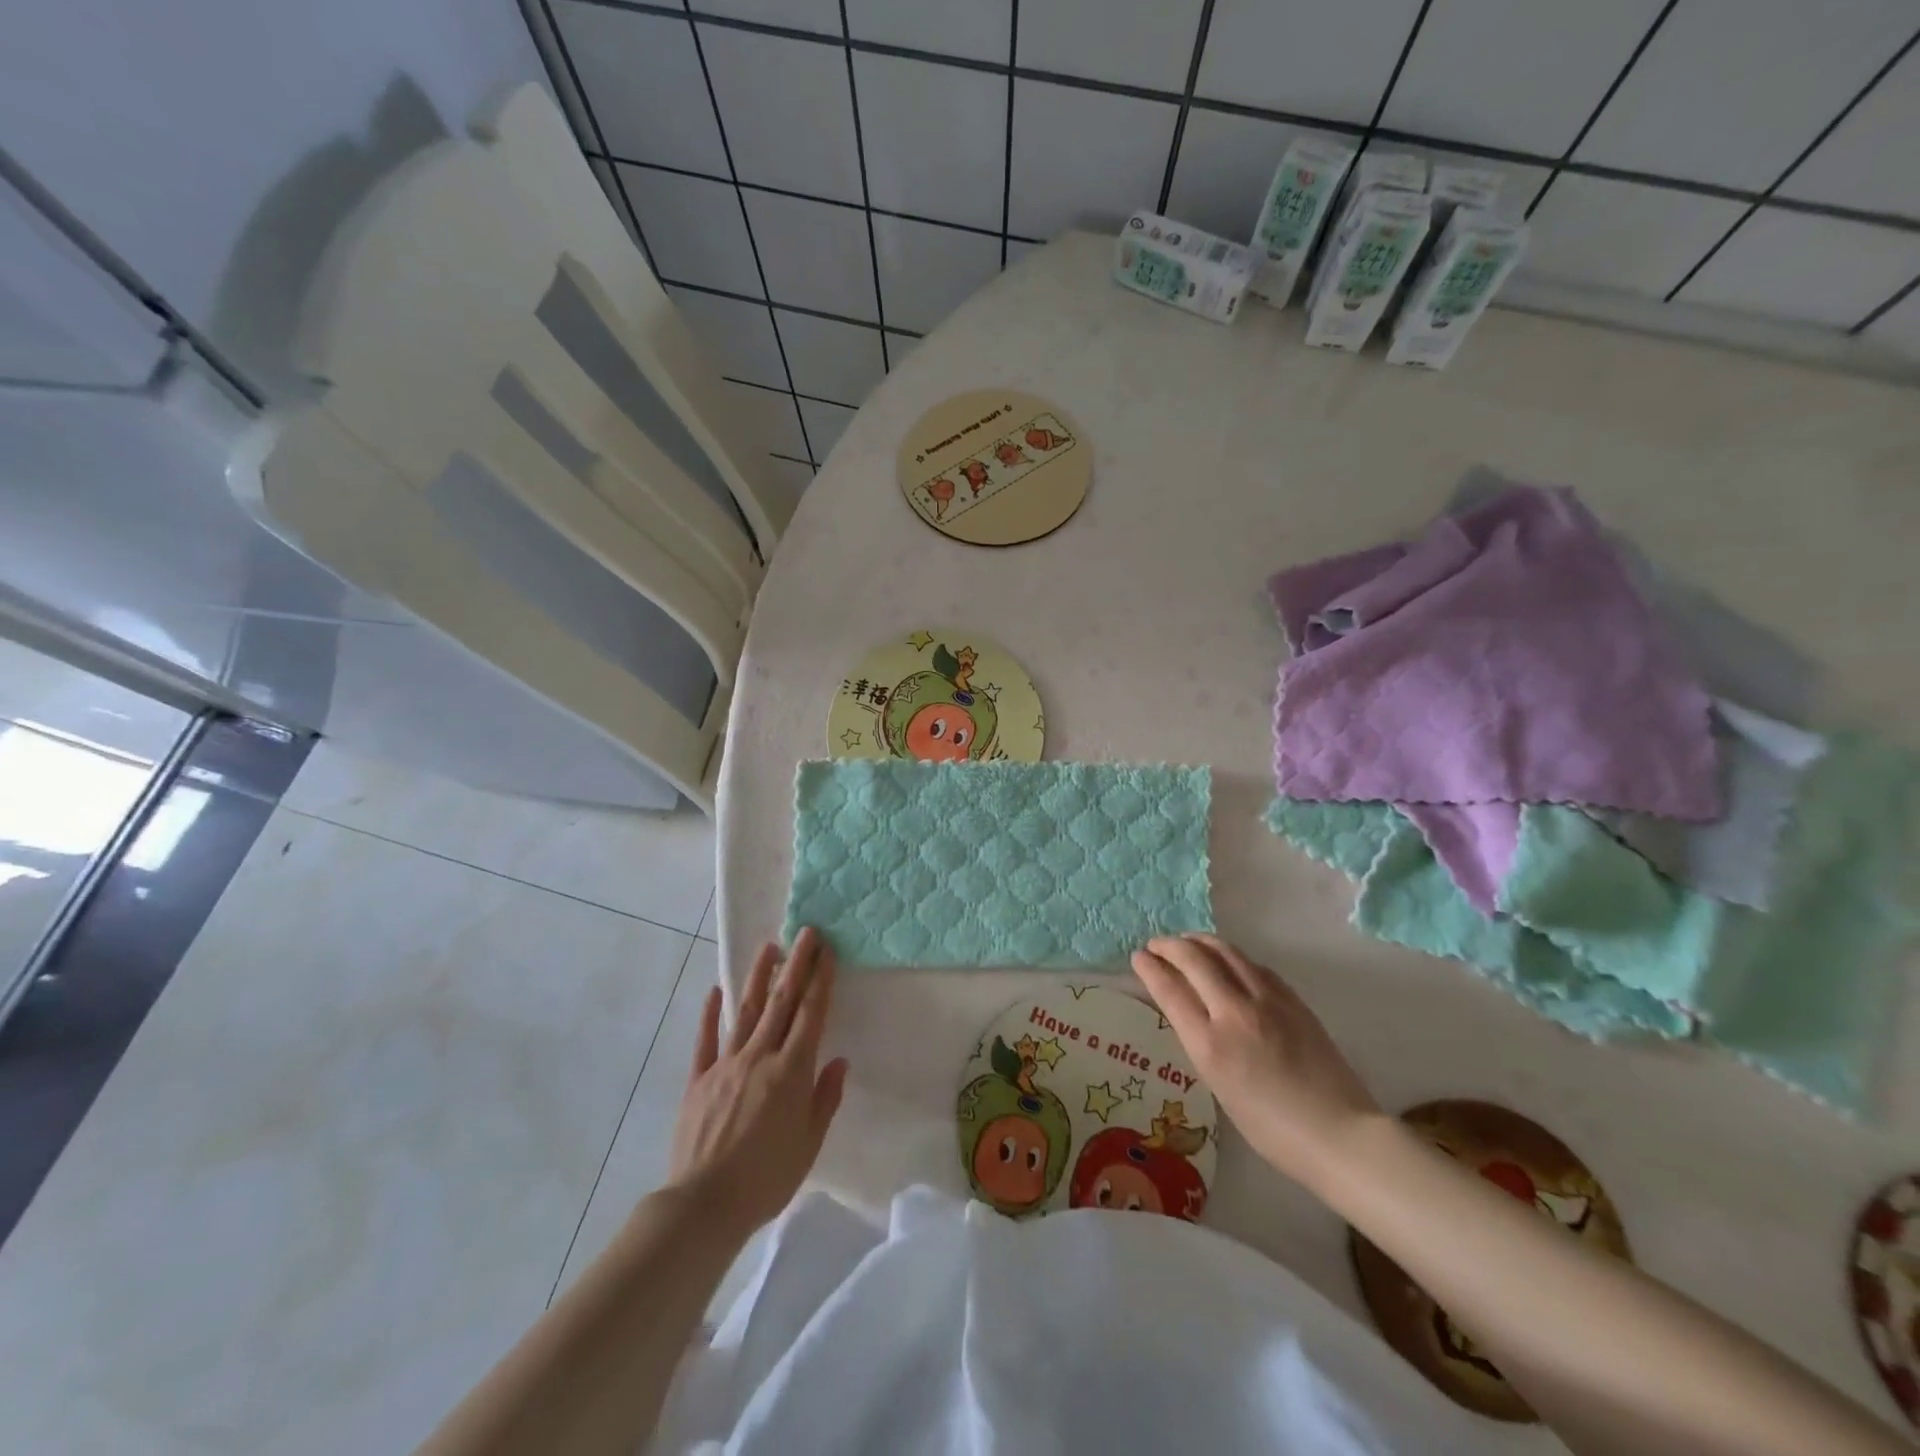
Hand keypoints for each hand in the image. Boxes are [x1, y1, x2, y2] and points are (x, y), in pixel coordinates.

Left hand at [665, 927, 848, 1238]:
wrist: (704, 1205)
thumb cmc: (766, 1179)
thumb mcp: (810, 1144)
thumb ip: (825, 1098)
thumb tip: (838, 1060)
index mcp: (791, 1071)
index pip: (810, 1015)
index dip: (820, 980)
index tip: (827, 951)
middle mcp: (760, 1057)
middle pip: (782, 1002)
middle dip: (796, 965)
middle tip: (806, 933)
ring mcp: (725, 1065)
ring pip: (746, 1011)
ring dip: (759, 977)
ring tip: (769, 947)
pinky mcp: (698, 1079)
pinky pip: (705, 1040)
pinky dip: (710, 1013)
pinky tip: (715, 990)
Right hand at [1132, 934, 1378, 1193]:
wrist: (1338, 1134)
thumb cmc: (1271, 1128)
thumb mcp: (1219, 1087)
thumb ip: (1200, 1042)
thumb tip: (1186, 1009)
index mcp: (1211, 1044)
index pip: (1170, 989)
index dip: (1149, 967)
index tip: (1138, 957)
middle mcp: (1235, 1012)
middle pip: (1193, 959)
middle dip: (1168, 946)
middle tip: (1156, 945)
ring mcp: (1267, 1000)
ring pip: (1225, 951)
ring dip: (1199, 941)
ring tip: (1186, 942)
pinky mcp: (1292, 998)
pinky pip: (1252, 964)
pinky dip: (1230, 956)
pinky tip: (1227, 961)